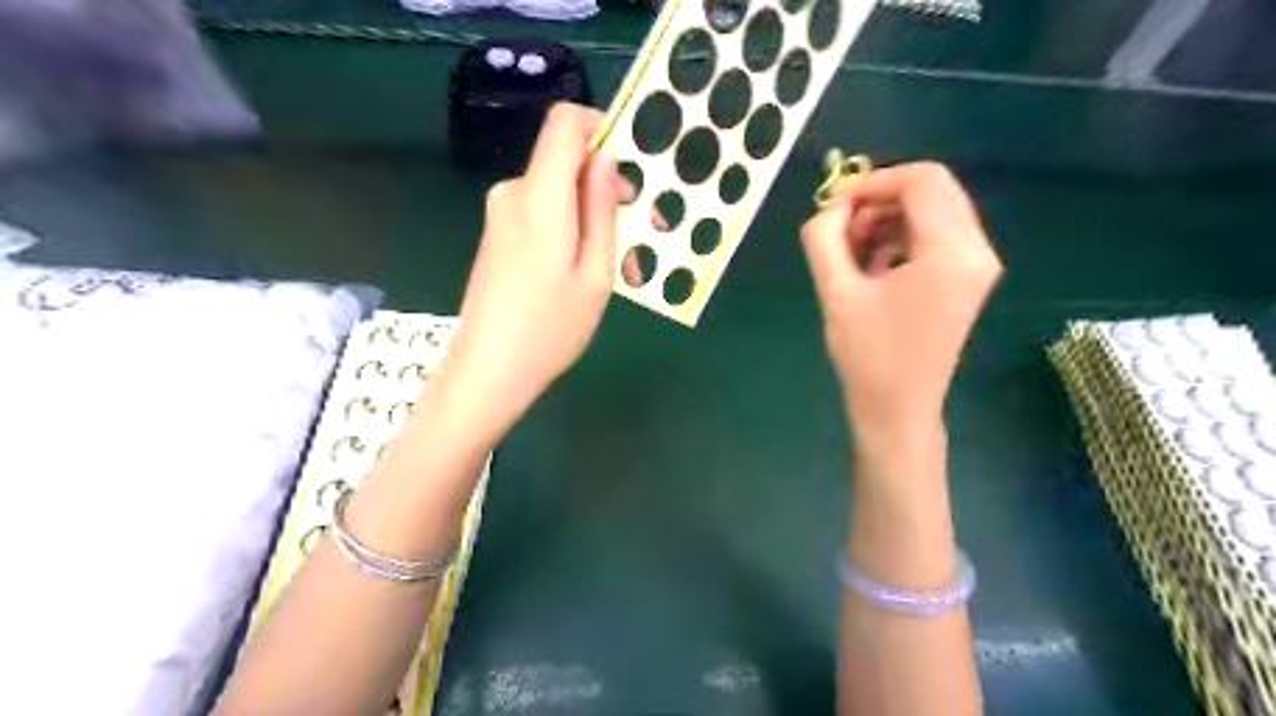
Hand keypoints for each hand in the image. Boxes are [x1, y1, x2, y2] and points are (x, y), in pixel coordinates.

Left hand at [433, 105, 623, 438]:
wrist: (488, 372)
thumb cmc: (550, 329)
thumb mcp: (595, 274)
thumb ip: (601, 209)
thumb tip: (607, 158)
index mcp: (540, 197)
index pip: (566, 122)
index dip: (603, 129)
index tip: (633, 168)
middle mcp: (514, 193)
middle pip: (568, 163)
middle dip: (611, 191)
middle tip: (645, 238)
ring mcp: (501, 215)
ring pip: (560, 195)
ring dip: (596, 222)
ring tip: (624, 272)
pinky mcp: (498, 235)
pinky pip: (544, 215)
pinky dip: (573, 233)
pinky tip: (589, 275)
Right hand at [800, 161, 1001, 442]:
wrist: (898, 410)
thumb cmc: (867, 356)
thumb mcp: (835, 292)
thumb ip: (824, 238)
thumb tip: (832, 208)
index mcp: (952, 252)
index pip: (922, 181)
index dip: (874, 182)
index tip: (834, 206)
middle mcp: (977, 250)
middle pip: (932, 190)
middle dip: (880, 200)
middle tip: (842, 230)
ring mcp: (977, 266)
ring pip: (932, 211)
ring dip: (888, 219)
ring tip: (852, 254)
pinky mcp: (967, 279)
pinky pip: (934, 236)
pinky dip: (900, 238)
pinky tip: (872, 267)